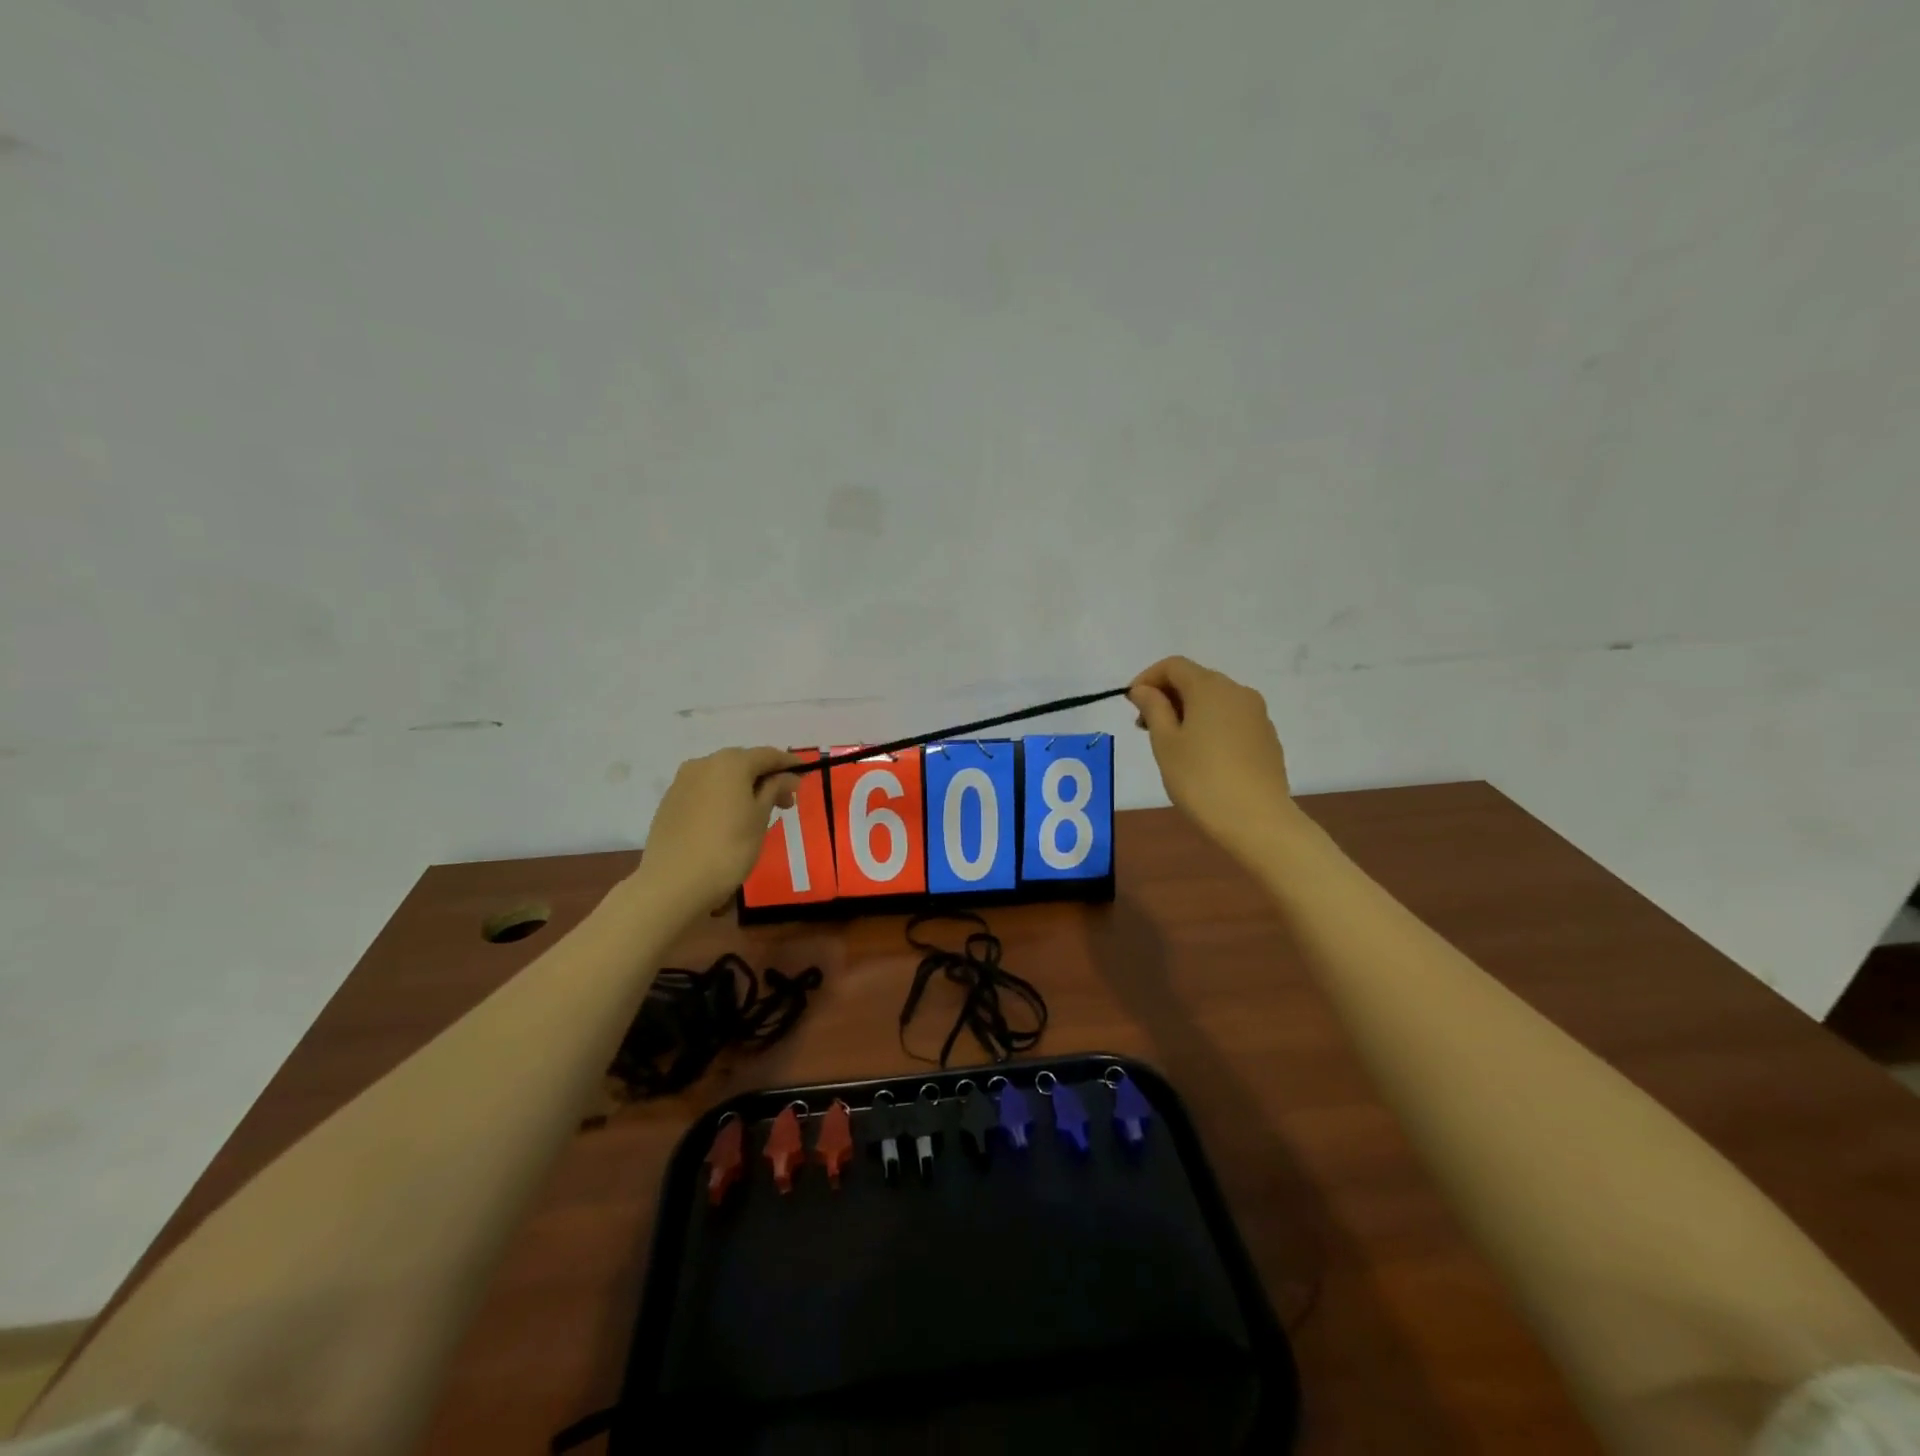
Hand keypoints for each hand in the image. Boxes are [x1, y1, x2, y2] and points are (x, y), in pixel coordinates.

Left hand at [639, 747, 801, 914]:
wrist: (672, 883)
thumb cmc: (727, 849)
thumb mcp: (760, 818)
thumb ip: (774, 790)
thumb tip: (787, 777)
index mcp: (730, 763)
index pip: (767, 755)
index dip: (789, 764)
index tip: (805, 774)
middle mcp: (704, 763)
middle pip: (742, 762)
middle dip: (765, 777)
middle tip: (784, 802)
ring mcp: (682, 782)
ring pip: (721, 776)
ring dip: (742, 787)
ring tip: (756, 813)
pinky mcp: (669, 802)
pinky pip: (704, 791)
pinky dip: (721, 797)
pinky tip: (728, 820)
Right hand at [1128, 656, 1297, 862]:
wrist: (1257, 820)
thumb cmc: (1200, 779)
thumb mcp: (1165, 743)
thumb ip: (1153, 709)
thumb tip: (1143, 689)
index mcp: (1210, 687)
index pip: (1174, 665)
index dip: (1147, 678)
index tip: (1130, 703)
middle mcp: (1238, 692)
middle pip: (1196, 680)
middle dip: (1167, 696)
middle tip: (1144, 726)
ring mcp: (1257, 715)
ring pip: (1215, 700)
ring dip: (1188, 711)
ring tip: (1171, 744)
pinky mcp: (1267, 738)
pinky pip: (1231, 719)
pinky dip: (1210, 725)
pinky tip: (1201, 756)